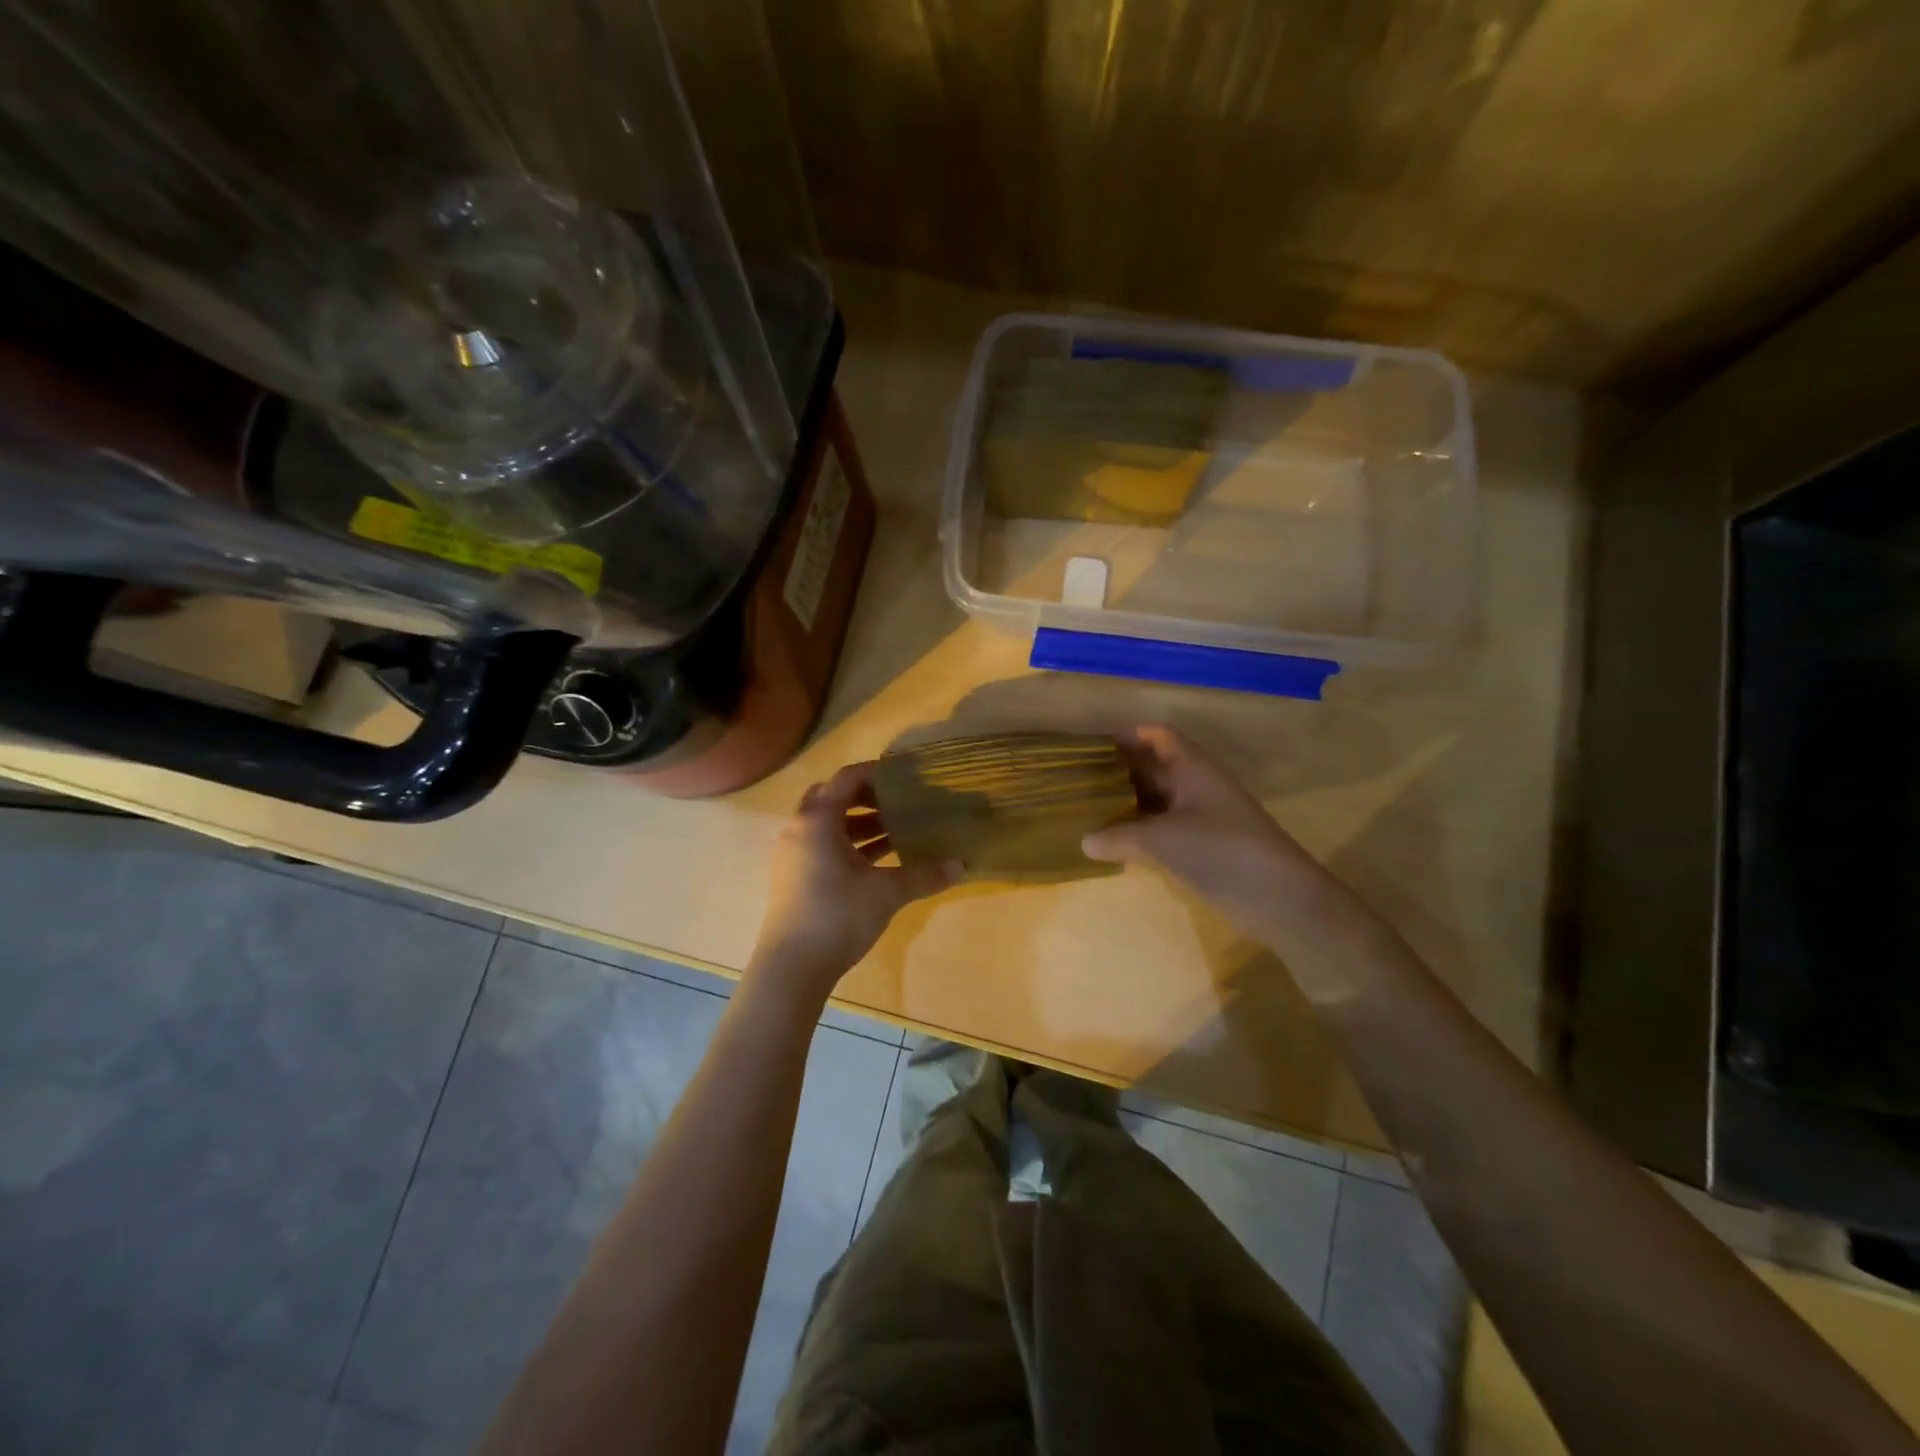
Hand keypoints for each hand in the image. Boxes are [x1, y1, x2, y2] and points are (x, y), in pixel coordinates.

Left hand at [747, 762, 959, 1003]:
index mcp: (818, 820)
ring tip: (896, 830)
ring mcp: (793, 854)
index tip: (905, 776)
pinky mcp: (794, 876)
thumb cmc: (838, 916)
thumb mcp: (887, 893)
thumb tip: (961, 865)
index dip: (876, 772)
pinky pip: (823, 845)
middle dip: (866, 796)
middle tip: (898, 801)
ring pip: (828, 824)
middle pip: (833, 797)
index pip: (847, 778)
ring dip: (859, 823)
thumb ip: (924, 874)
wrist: (792, 967)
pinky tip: (878, 860)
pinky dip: (849, 844)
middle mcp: (800, 828)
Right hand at [1082, 725, 1322, 931]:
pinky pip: (1167, 830)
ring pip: (1160, 801)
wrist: (1281, 899)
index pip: (1160, 736)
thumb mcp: (1163, 841)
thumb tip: (1084, 841)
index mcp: (1194, 770)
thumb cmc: (1222, 852)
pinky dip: (1142, 832)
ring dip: (1130, 804)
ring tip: (1091, 810)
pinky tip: (1117, 844)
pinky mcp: (1207, 848)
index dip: (1130, 735)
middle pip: (1157, 767)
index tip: (1095, 747)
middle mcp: (1198, 787)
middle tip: (1083, 781)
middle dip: (1122, 771)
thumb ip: (1120, 837)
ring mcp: (1204, 819)